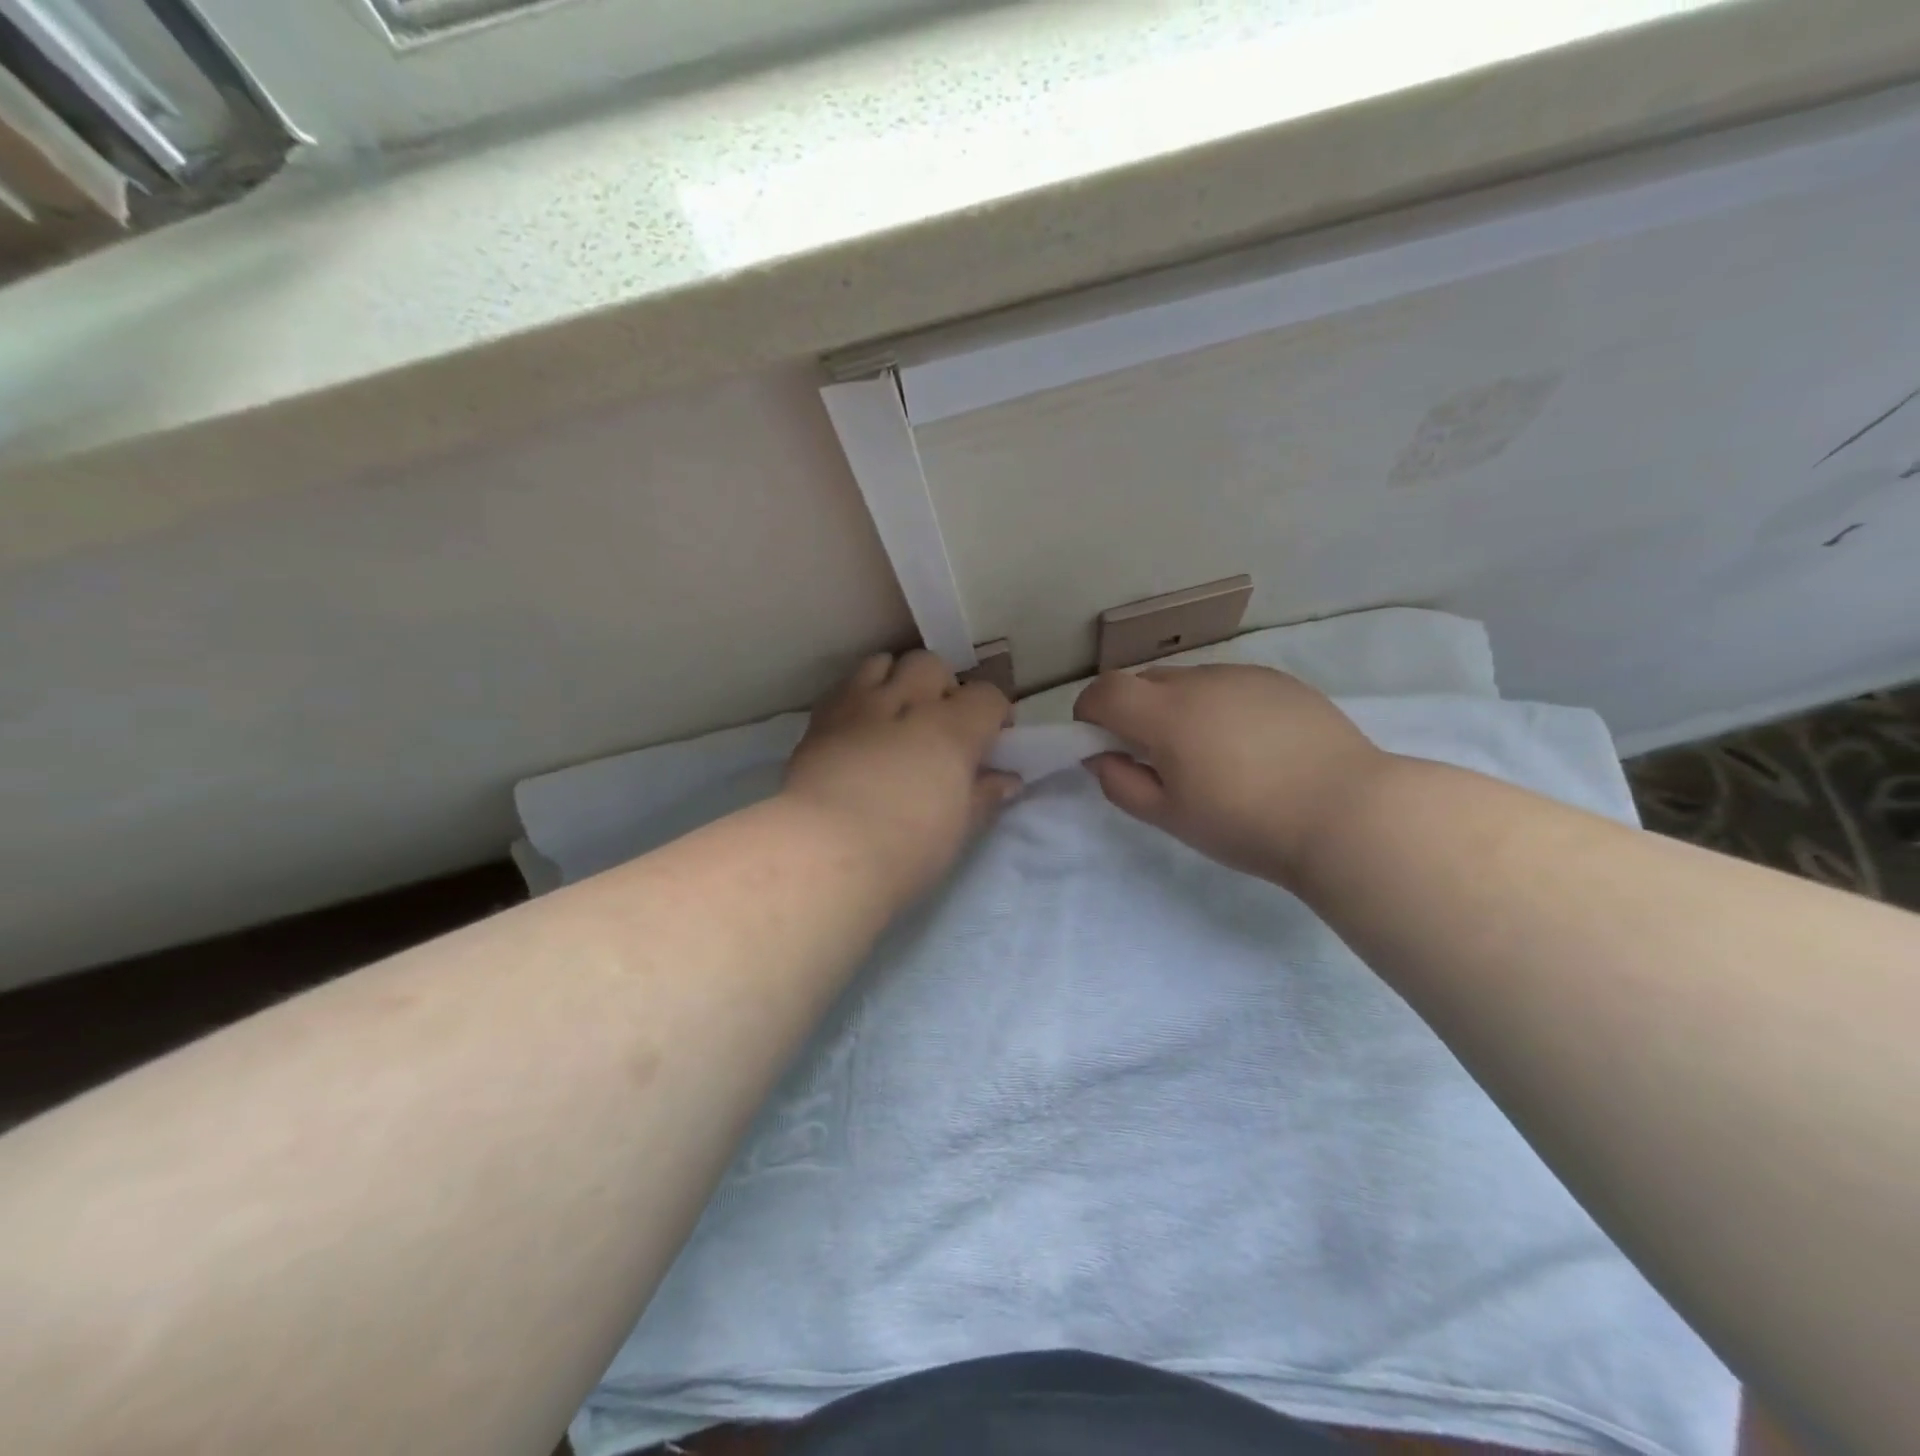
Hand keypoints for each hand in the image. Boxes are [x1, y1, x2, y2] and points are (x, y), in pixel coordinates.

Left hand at [784, 651, 1019, 902]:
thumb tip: (1007, 779)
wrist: (825, 853)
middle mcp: (907, 702)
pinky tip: (857, 729)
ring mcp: (859, 704)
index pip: (987, 696)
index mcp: (952, 728)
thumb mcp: (958, 829)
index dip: (994, 714)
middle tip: (938, 725)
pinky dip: (858, 697)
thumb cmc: (906, 849)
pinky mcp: (820, 718)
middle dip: (941, 687)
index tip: (991, 739)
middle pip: (932, 665)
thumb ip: (983, 795)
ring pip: (883, 663)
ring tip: (894, 715)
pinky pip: (845, 686)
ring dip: (896, 680)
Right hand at [1073, 664, 1388, 885]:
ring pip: (1188, 679)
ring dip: (1176, 705)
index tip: (1098, 741)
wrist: (1347, 813)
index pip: (1104, 690)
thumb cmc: (1247, 823)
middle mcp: (1199, 681)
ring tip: (1208, 751)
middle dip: (1132, 710)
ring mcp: (1243, 675)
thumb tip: (1101, 757)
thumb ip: (1121, 784)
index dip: (1089, 712)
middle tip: (1153, 754)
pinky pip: (1228, 683)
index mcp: (1165, 714)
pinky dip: (1217, 703)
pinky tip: (1249, 743)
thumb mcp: (1170, 817)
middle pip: (1143, 680)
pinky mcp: (1280, 681)